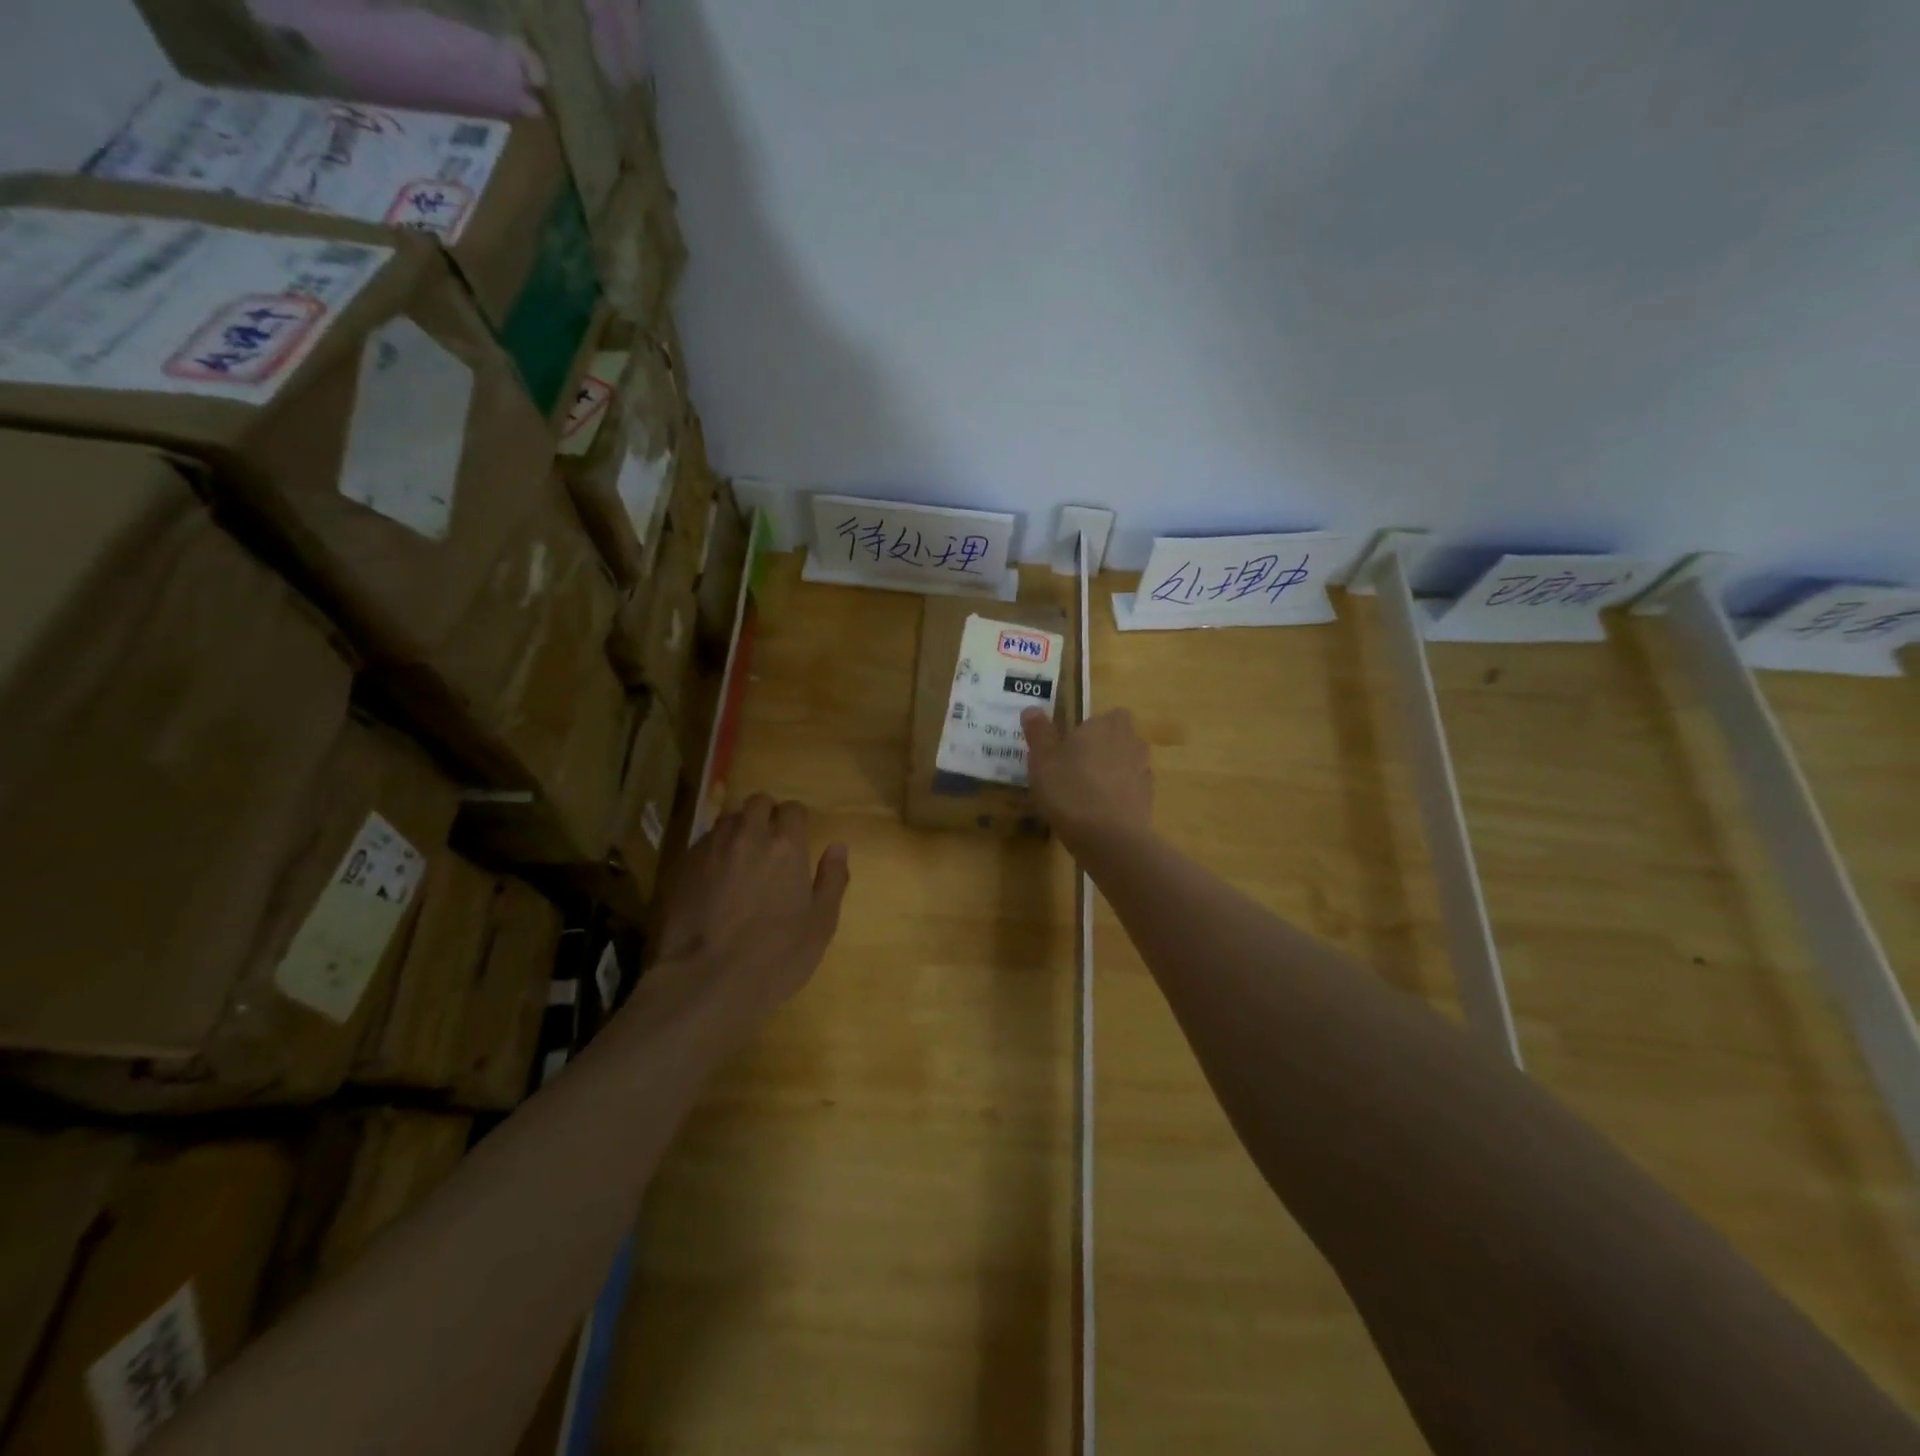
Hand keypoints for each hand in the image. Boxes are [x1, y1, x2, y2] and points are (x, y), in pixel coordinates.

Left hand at [643, 795, 849, 1043]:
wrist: (706, 982)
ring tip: (742, 856)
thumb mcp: (821, 924)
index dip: (796, 821)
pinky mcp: (682, 868)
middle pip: (757, 803)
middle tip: (771, 843)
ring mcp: (710, 850)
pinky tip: (715, 878)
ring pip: (727, 819)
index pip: (793, 809)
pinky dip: (714, 851)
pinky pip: (703, 844)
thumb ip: (832, 879)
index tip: (798, 839)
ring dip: (738, 828)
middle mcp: (747, 836)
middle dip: (766, 815)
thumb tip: (837, 847)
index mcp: (786, 846)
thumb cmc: (777, 956)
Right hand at [1021, 707, 1152, 848]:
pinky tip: (1100, 815)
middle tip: (1077, 768)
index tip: (1074, 743)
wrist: (1109, 837)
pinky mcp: (1148, 801)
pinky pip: (1132, 792)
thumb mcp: (1042, 760)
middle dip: (1104, 749)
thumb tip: (1032, 708)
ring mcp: (1144, 772)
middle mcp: (1131, 743)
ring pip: (1128, 765)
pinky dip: (1120, 798)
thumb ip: (1039, 732)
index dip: (1094, 727)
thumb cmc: (1069, 790)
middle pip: (1121, 739)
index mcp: (1105, 726)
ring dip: (1114, 773)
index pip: (1109, 715)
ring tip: (1087, 794)